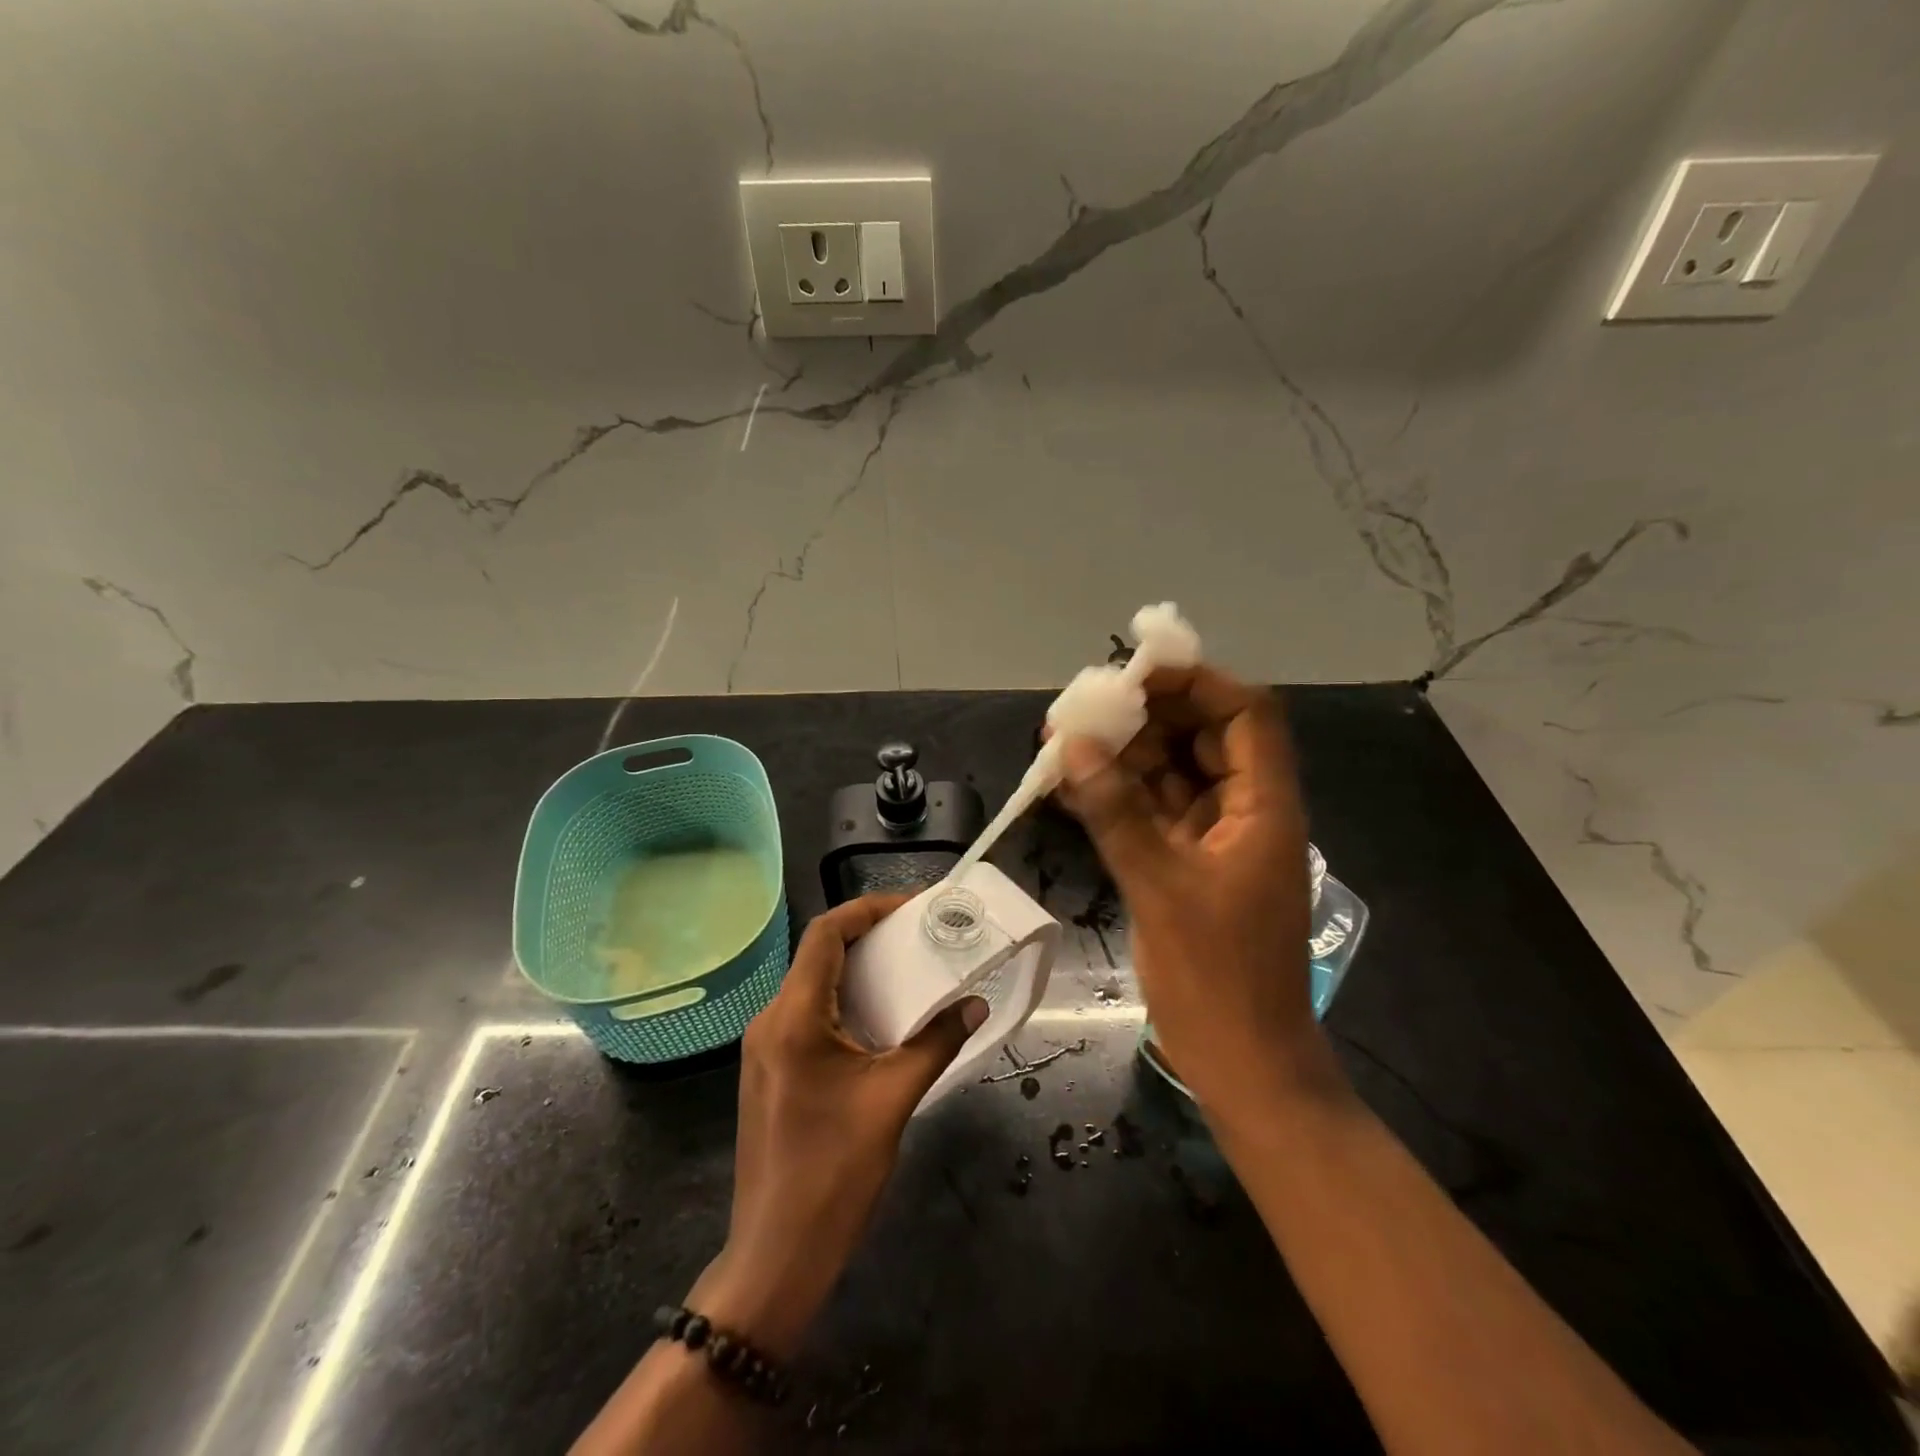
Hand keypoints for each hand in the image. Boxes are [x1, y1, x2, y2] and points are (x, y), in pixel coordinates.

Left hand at [689, 894, 986, 1357]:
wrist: (776, 1255)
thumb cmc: (834, 1172)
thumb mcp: (894, 1099)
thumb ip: (936, 1042)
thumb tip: (975, 1004)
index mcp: (793, 1017)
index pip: (826, 934)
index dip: (868, 909)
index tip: (913, 908)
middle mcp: (770, 1020)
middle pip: (819, 955)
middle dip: (870, 938)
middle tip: (920, 936)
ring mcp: (765, 1048)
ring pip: (813, 985)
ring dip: (858, 972)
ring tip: (908, 971)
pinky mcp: (770, 1071)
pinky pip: (808, 1016)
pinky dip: (845, 1003)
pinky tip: (880, 1020)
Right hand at [1055, 665, 1345, 1116]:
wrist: (1243, 1063)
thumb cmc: (1218, 978)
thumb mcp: (1162, 888)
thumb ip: (1117, 812)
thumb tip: (1075, 747)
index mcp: (1263, 806)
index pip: (1245, 714)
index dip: (1196, 684)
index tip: (1134, 676)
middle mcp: (1244, 810)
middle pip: (1202, 738)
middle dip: (1145, 719)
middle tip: (1083, 711)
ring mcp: (1214, 838)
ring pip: (1171, 774)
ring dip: (1122, 757)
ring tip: (1061, 743)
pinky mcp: (1186, 864)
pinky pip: (1151, 812)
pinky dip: (1116, 797)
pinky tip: (1070, 788)